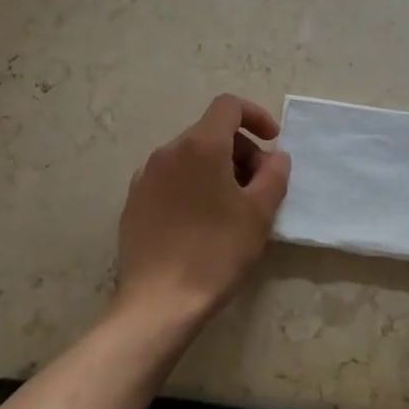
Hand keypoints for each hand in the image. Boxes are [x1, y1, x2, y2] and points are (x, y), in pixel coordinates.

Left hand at [114, 94, 291, 328]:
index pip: (228, 106)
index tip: (272, 141)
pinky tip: (201, 221)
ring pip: (190, 156)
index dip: (255, 116)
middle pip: (210, 131)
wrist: (158, 303)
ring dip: (217, 168)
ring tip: (232, 206)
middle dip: (240, 149)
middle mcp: (168, 151)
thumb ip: (274, 175)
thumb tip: (274, 157)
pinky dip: (192, 184)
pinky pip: (170, 178)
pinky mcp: (134, 201)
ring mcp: (146, 176)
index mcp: (200, 145)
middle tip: (259, 186)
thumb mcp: (259, 213)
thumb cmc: (215, 252)